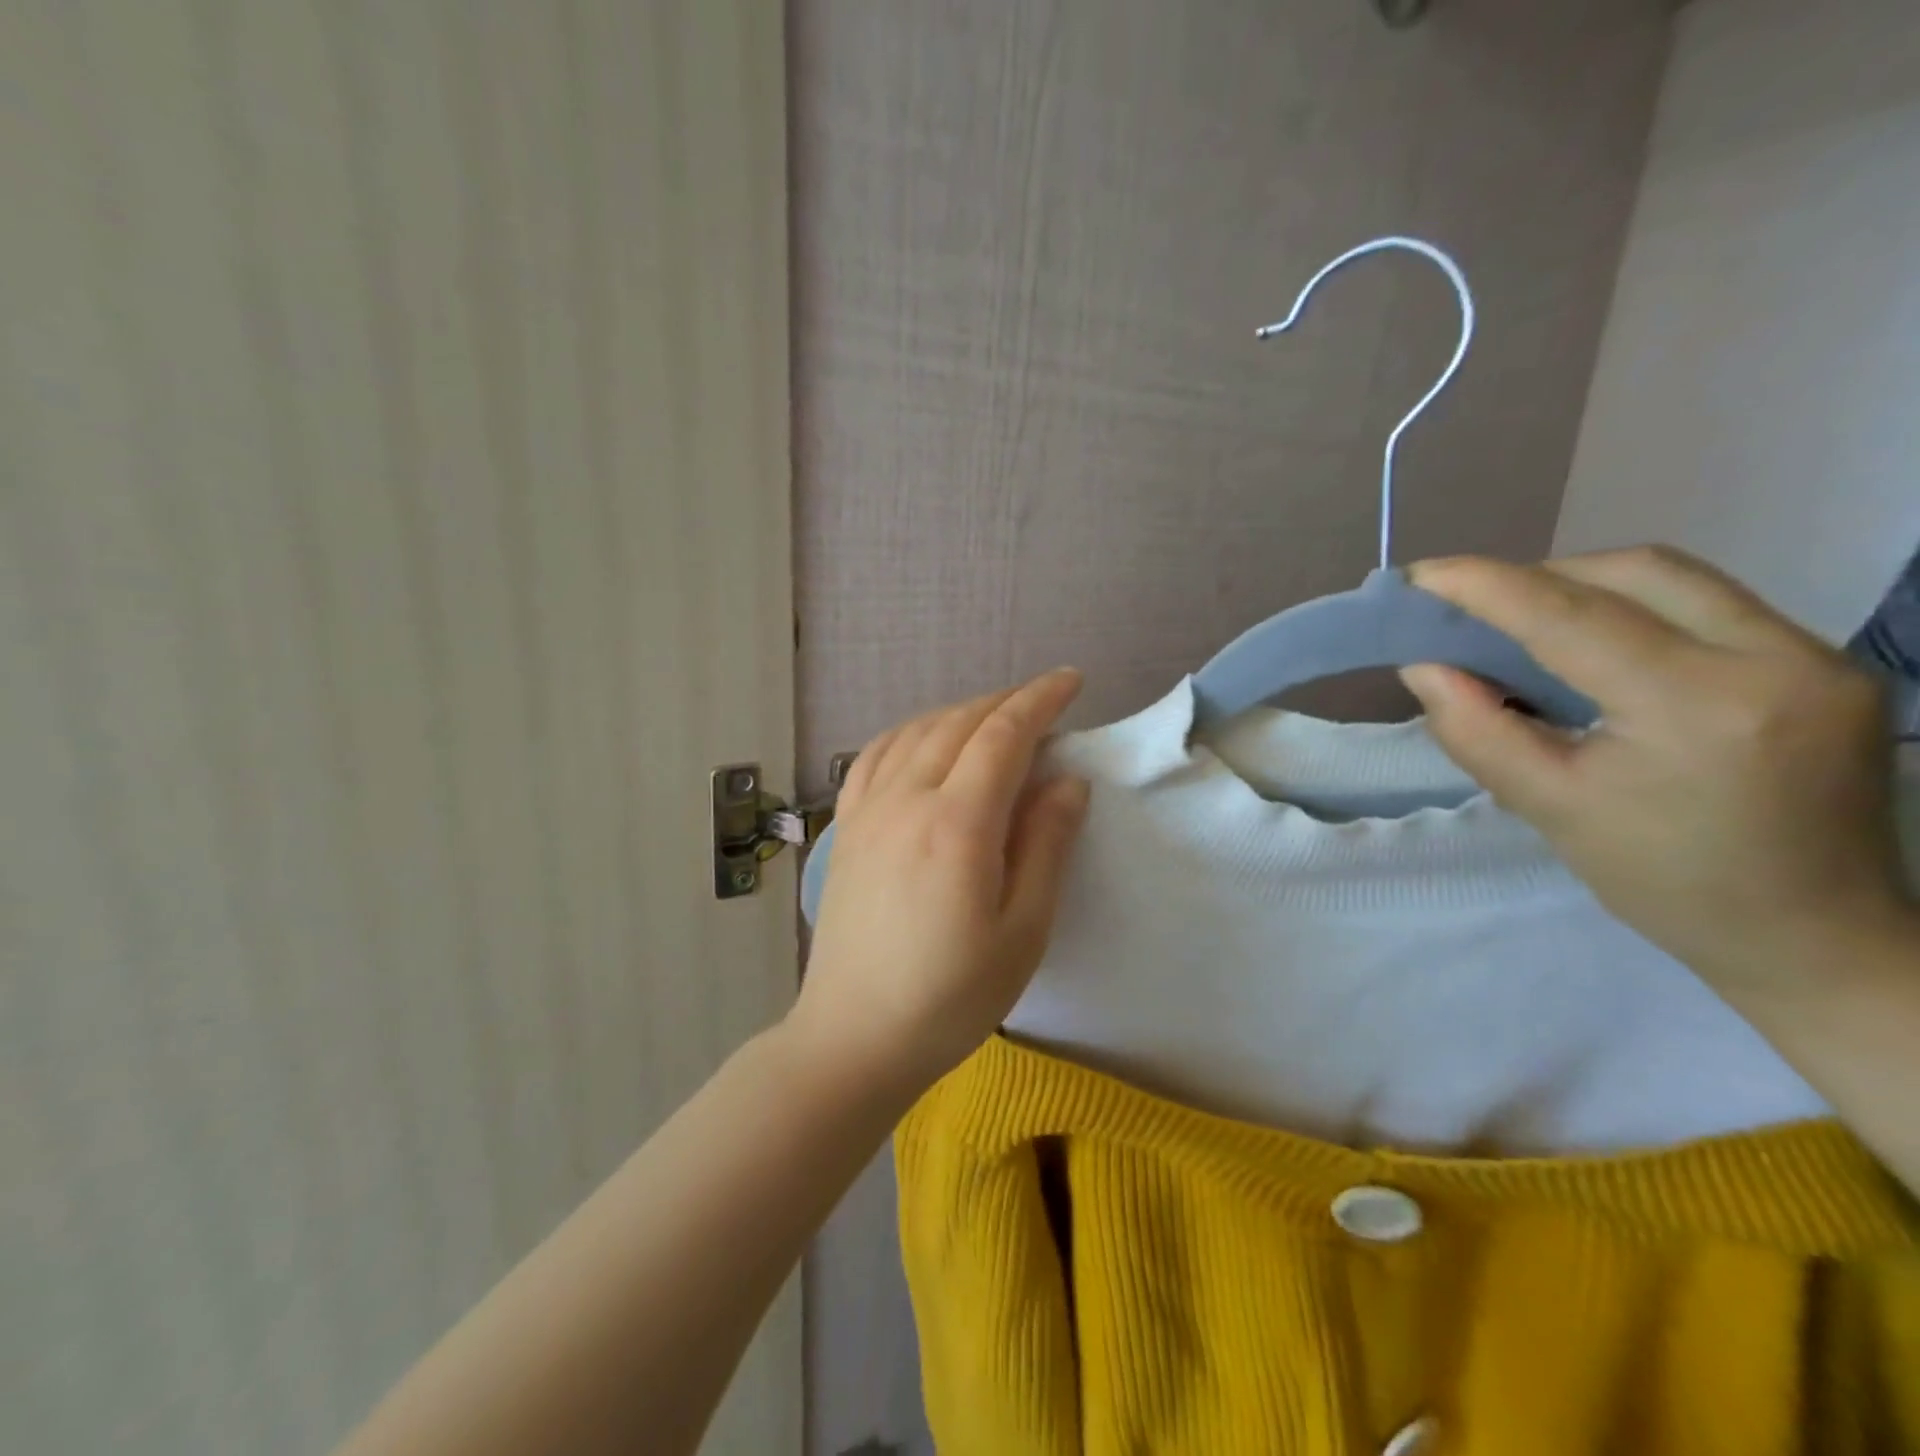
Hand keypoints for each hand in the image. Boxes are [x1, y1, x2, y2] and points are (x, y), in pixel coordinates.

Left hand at [788, 670, 1093, 1098]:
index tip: (1072, 682)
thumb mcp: (1022, 932)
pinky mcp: (845, 828)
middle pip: (960, 723)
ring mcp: (868, 811)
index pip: (1004, 735)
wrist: (855, 1036)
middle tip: (1044, 702)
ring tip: (994, 718)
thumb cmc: (950, 997)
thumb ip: (1046, 847)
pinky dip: (909, 732)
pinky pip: (875, 755)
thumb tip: (1067, 782)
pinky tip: (924, 740)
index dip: (1041, 700)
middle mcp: (906, 800)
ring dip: (961, 712)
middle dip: (1007, 701)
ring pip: (917, 731)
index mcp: (957, 824)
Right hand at [1401, 546, 1914, 992]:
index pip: (1573, 618)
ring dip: (1586, 586)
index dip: (1488, 587)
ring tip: (1525, 624)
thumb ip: (1476, 731)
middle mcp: (1777, 660)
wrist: (1812, 937)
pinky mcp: (1829, 664)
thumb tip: (1425, 667)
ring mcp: (1818, 656)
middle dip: (1539, 578)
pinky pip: (1710, 605)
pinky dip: (1633, 609)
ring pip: (1677, 579)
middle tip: (1472, 609)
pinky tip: (1597, 646)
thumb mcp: (1549, 808)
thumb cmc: (1664, 882)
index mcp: (1700, 708)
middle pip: (1634, 573)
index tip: (1421, 577)